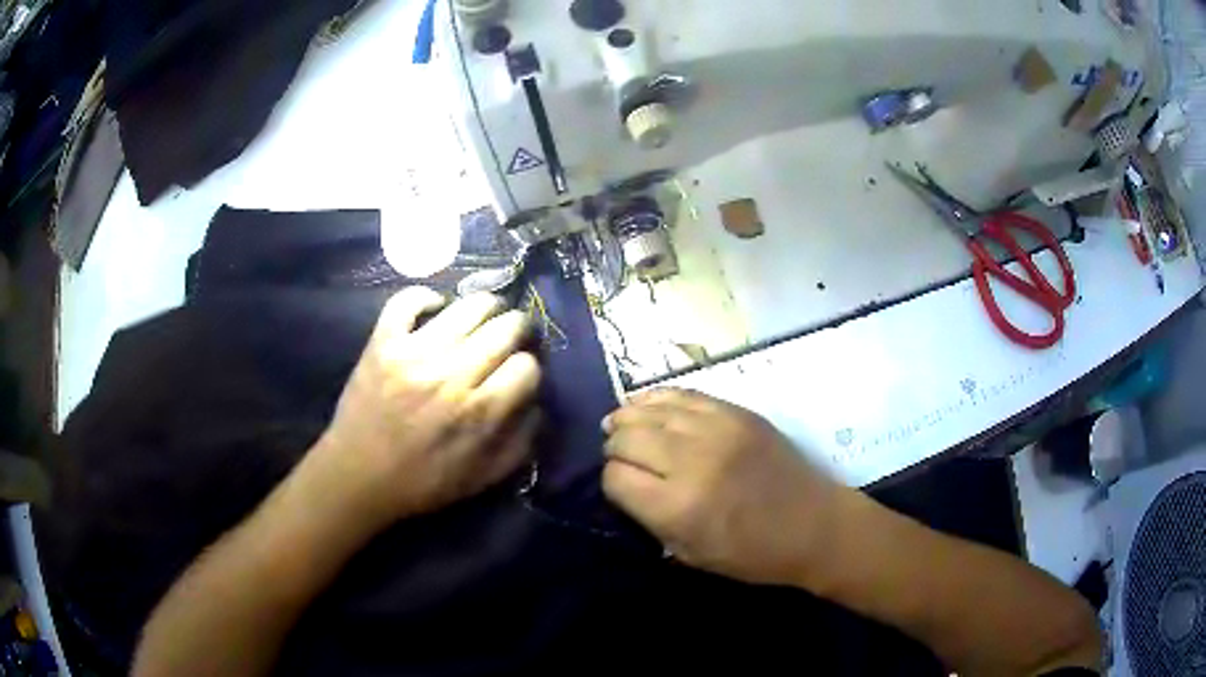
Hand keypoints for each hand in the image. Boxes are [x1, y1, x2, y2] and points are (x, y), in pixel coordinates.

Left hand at [302, 288, 541, 533]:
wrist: (358, 477)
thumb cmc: (423, 482)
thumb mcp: (484, 477)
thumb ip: (522, 441)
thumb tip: (538, 401)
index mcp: (479, 412)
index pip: (527, 366)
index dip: (530, 369)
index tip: (520, 375)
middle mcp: (452, 375)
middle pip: (506, 327)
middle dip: (519, 330)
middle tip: (511, 338)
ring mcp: (414, 353)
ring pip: (469, 305)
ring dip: (486, 308)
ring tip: (483, 319)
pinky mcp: (383, 342)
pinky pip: (409, 299)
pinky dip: (427, 298)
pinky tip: (435, 310)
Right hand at [602, 389, 848, 586]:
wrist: (814, 524)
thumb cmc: (753, 554)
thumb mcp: (691, 555)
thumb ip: (650, 520)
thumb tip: (625, 484)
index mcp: (679, 508)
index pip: (617, 478)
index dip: (612, 481)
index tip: (621, 487)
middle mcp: (693, 461)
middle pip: (628, 437)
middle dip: (615, 446)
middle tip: (617, 454)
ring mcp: (717, 429)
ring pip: (650, 410)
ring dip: (628, 417)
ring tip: (618, 424)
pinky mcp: (737, 412)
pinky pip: (683, 394)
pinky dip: (657, 398)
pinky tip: (645, 405)